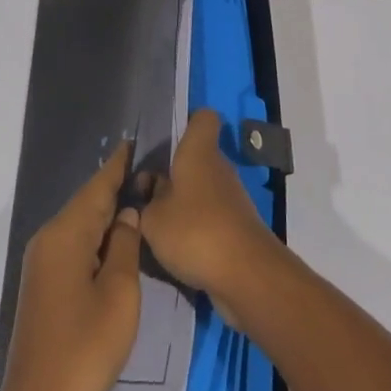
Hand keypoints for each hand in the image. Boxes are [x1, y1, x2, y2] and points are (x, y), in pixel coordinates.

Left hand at [0, 144, 142, 390]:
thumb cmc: (84, 350)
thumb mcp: (119, 294)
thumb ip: (125, 244)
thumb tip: (128, 213)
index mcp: (65, 234)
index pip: (98, 184)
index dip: (120, 162)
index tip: (140, 139)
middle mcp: (49, 240)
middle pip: (88, 202)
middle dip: (118, 186)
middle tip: (153, 171)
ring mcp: (44, 265)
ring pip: (82, 225)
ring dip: (109, 214)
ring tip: (143, 198)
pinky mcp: (45, 288)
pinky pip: (76, 247)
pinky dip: (98, 238)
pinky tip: (120, 241)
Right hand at [139, 109, 275, 305]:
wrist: (245, 273)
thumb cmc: (195, 230)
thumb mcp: (153, 219)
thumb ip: (145, 203)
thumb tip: (148, 194)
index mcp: (199, 150)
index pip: (202, 117)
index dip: (186, 123)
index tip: (165, 143)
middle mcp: (218, 165)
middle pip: (195, 158)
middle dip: (172, 174)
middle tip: (145, 196)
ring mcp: (230, 196)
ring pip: (201, 188)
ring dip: (181, 204)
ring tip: (155, 227)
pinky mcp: (236, 224)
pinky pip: (209, 215)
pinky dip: (195, 227)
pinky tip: (177, 249)